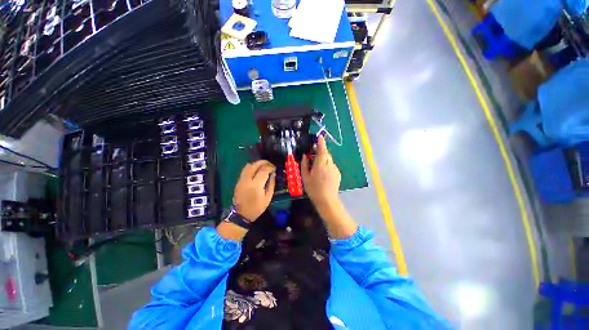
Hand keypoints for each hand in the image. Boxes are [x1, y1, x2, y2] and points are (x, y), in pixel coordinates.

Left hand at [233, 160, 275, 220]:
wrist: (241, 214)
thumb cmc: (257, 207)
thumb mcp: (268, 197)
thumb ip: (271, 184)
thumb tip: (273, 174)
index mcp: (256, 185)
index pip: (264, 170)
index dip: (270, 167)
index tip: (274, 168)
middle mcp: (247, 180)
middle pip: (255, 165)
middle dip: (264, 162)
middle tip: (270, 164)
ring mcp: (241, 179)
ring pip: (248, 165)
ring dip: (257, 163)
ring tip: (263, 166)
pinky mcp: (238, 181)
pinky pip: (245, 170)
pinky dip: (252, 167)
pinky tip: (256, 170)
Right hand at [301, 135, 340, 208]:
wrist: (327, 200)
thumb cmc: (313, 188)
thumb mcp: (305, 177)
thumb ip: (304, 164)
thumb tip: (305, 156)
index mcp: (320, 164)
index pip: (322, 150)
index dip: (321, 142)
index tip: (320, 136)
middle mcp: (329, 164)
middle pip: (326, 154)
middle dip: (321, 151)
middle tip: (314, 153)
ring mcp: (335, 169)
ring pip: (329, 160)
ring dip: (324, 159)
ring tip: (318, 167)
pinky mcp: (338, 173)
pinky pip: (332, 165)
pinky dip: (328, 165)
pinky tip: (323, 174)